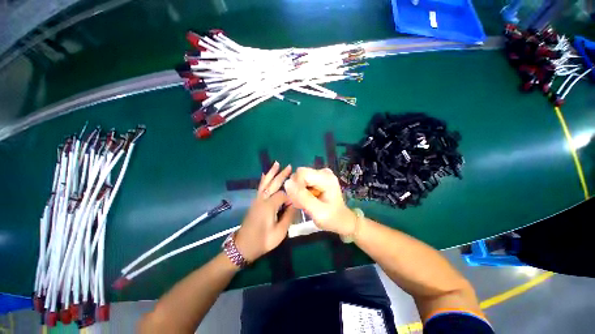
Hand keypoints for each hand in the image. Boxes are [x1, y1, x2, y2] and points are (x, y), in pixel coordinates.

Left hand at [235, 162, 296, 261]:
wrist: (242, 247)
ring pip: (265, 183)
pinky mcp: (255, 202)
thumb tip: (295, 204)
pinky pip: (260, 187)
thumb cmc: (262, 241)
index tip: (297, 201)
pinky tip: (264, 175)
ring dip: (272, 173)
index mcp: (269, 206)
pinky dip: (264, 180)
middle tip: (289, 166)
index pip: (284, 194)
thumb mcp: (279, 232)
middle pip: (273, 183)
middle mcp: (262, 199)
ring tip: (276, 164)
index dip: (292, 197)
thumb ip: (288, 216)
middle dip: (282, 175)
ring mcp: (257, 199)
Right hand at [284, 167, 356, 236]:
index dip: (296, 186)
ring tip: (304, 203)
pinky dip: (301, 191)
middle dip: (297, 189)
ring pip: (299, 177)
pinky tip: (306, 200)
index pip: (302, 173)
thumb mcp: (317, 211)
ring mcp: (321, 174)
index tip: (299, 201)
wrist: (342, 220)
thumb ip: (302, 197)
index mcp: (326, 178)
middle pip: (300, 174)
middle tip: (301, 204)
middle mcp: (323, 172)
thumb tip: (287, 183)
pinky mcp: (318, 177)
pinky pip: (302, 180)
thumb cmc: (332, 218)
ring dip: (298, 191)